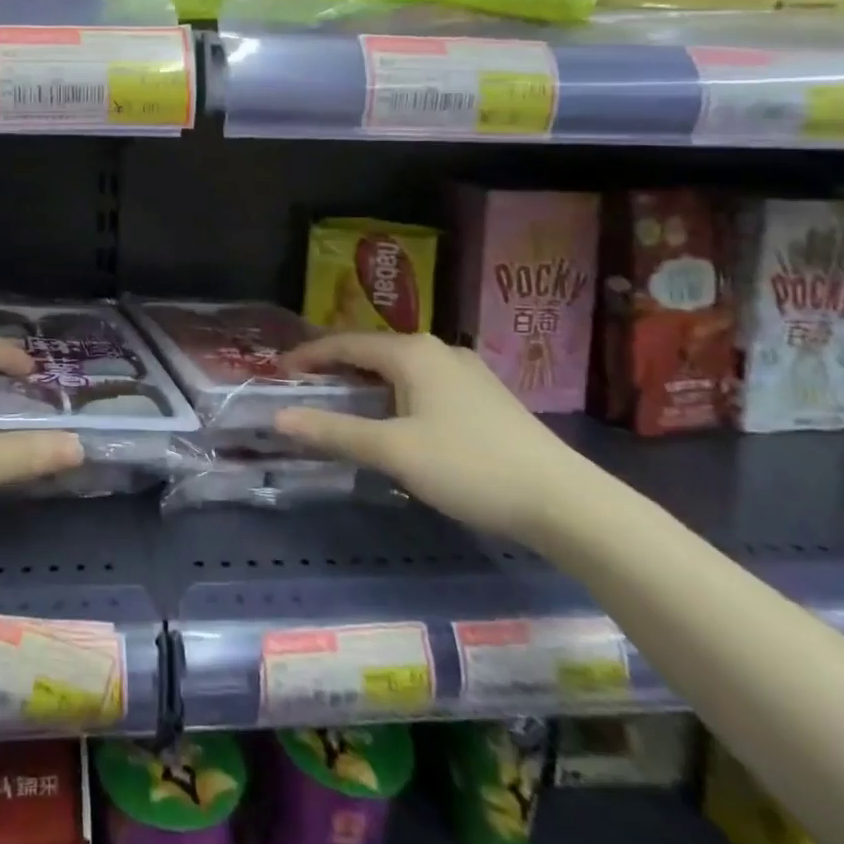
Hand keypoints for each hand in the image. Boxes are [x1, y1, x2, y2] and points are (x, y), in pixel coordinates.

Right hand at [274, 332, 592, 544]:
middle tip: (306, 389)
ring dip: (367, 381)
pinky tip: (396, 419)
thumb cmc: (469, 467)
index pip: (345, 343)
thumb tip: (279, 418)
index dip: (309, 356)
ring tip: (343, 403)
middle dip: (336, 367)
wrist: (564, 501)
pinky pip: (424, 383)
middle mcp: (438, 350)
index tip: (279, 373)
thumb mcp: (393, 451)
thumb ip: (335, 432)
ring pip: (400, 368)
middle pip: (373, 351)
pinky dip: (395, 393)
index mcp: (411, 352)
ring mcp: (466, 372)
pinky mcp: (485, 396)